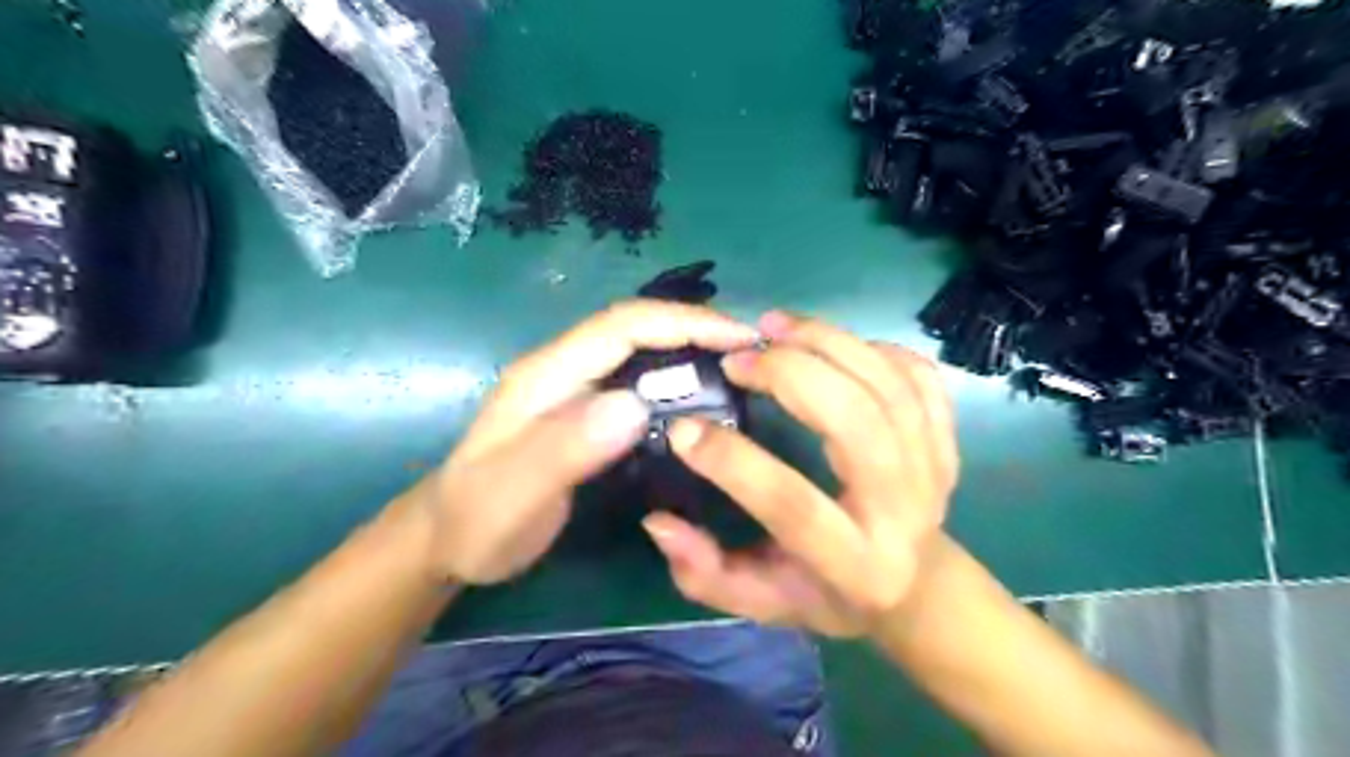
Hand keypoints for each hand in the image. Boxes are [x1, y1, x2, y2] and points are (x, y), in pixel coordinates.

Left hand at [400, 299, 758, 585]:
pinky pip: (636, 381)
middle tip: (750, 351)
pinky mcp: (582, 412)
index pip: (623, 326)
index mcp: (547, 375)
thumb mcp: (514, 493)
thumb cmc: (477, 520)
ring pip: (639, 352)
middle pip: (635, 329)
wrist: (447, 540)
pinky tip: (699, 400)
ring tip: (737, 368)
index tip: (738, 337)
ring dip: (688, 349)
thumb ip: (566, 448)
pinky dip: (674, 379)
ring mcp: (572, 389)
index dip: (683, 322)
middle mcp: (563, 370)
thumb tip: (634, 405)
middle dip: (694, 328)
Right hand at [640, 312, 948, 634]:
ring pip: (888, 386)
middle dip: (791, 375)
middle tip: (740, 357)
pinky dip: (872, 348)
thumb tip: (658, 522)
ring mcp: (933, 469)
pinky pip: (918, 377)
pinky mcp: (946, 441)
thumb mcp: (761, 601)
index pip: (793, 504)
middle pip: (856, 422)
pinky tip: (830, 343)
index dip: (733, 462)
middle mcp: (902, 510)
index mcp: (854, 562)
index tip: (684, 427)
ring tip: (774, 326)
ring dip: (827, 343)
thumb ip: (705, 573)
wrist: (917, 587)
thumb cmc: (829, 594)